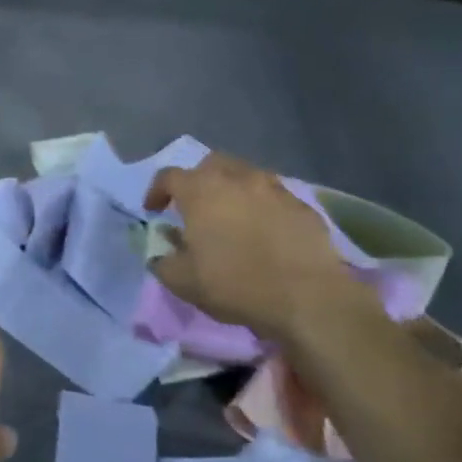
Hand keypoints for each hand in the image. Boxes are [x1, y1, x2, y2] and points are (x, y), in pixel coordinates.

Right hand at [145, 153, 371, 342]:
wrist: (307, 297)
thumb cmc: (235, 284)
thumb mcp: (182, 282)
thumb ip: (163, 261)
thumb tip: (160, 251)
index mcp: (201, 191)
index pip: (169, 176)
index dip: (156, 191)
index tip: (153, 210)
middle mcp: (237, 179)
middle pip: (210, 164)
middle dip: (197, 180)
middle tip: (194, 206)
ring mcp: (274, 189)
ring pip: (245, 175)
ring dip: (232, 190)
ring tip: (231, 216)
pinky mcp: (302, 206)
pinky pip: (274, 196)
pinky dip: (262, 206)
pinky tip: (264, 230)